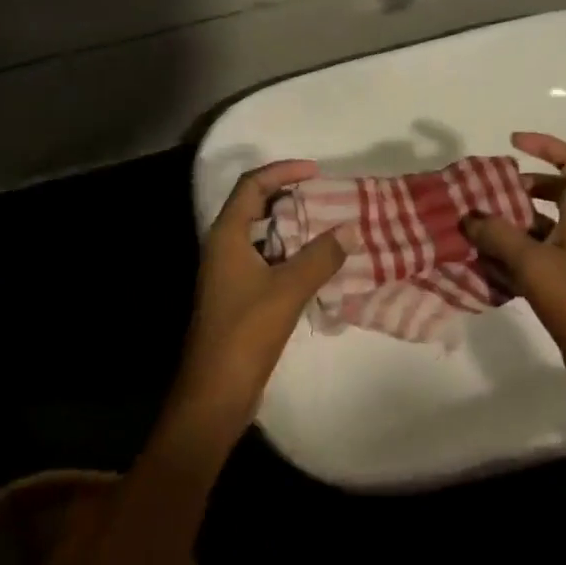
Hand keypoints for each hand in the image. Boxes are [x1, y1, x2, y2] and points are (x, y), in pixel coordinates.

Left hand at [174, 161, 347, 433]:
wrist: (214, 392)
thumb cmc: (245, 332)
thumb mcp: (288, 289)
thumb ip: (320, 256)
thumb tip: (350, 229)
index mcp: (227, 236)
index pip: (252, 186)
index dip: (282, 171)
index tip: (316, 172)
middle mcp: (224, 247)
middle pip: (255, 207)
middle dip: (290, 197)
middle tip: (326, 197)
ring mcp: (230, 273)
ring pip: (264, 236)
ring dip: (293, 228)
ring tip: (329, 226)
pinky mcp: (239, 296)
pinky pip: (267, 261)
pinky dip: (291, 254)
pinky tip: (318, 264)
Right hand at [462, 132, 565, 425]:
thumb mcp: (531, 263)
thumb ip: (497, 235)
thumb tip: (468, 217)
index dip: (547, 146)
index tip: (513, 143)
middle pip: (555, 192)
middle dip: (520, 188)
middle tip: (487, 192)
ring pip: (540, 227)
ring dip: (510, 224)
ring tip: (474, 228)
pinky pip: (535, 256)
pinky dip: (511, 254)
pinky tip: (484, 263)